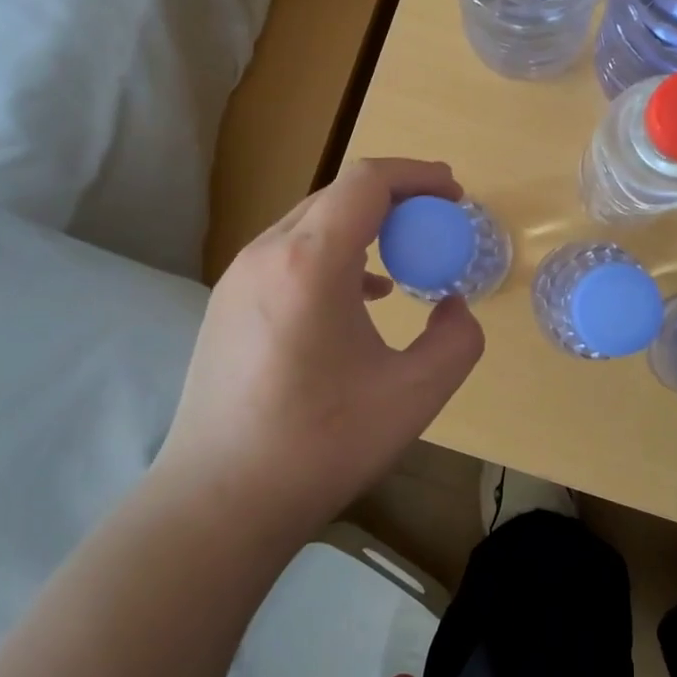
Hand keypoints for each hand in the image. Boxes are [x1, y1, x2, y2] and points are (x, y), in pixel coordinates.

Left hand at [154, 158, 484, 543]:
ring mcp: (239, 278)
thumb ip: (458, 339)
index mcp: (311, 263)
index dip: (419, 176)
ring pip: (312, 222)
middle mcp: (267, 254)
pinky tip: (360, 295)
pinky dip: (335, 253)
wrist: (219, 501)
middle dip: (397, 198)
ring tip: (406, 258)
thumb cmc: (321, 444)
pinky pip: (290, 254)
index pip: (368, 182)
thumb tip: (452, 304)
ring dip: (365, 226)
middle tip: (439, 224)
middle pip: (339, 195)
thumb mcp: (416, 394)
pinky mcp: (227, 304)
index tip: (456, 196)